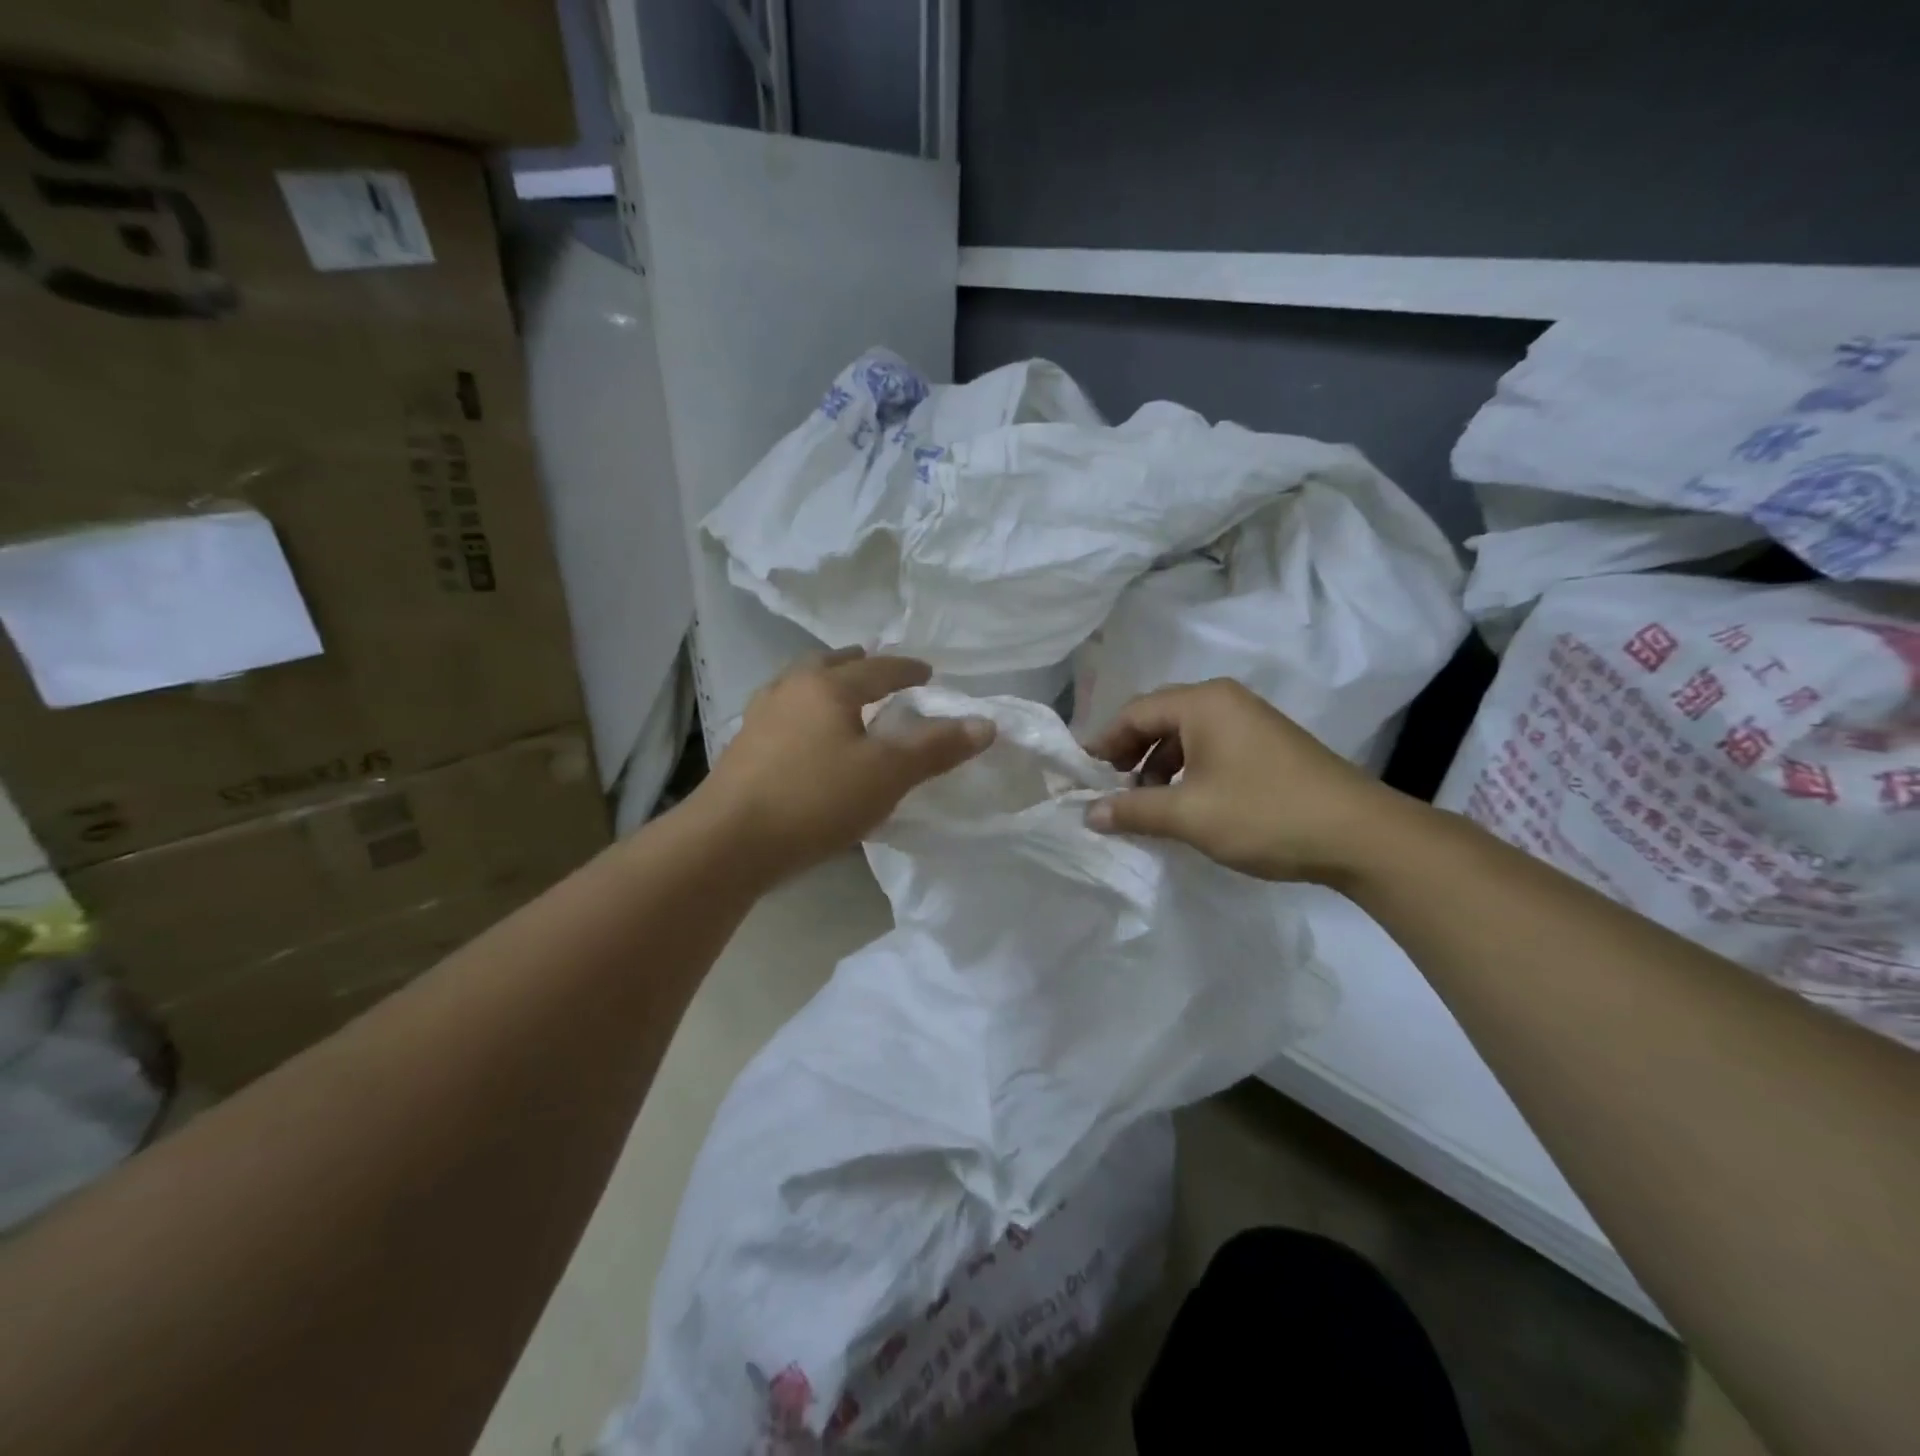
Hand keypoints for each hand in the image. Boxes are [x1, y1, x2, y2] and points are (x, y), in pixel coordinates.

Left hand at [698, 648, 993, 880]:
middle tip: (878, 671)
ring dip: (825, 686)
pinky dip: (804, 713)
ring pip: (799, 686)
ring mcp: (759, 718)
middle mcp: (790, 690)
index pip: (877, 668)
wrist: (728, 842)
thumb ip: (936, 748)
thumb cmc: (815, 799)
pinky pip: (782, 714)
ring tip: (842, 700)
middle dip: (858, 664)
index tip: (928, 673)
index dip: (907, 670)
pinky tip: (806, 738)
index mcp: (827, 686)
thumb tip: (985, 724)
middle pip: (828, 665)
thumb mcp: (887, 774)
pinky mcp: (742, 749)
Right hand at [1081, 679, 1417, 883]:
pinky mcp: (1268, 745)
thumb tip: (1088, 814)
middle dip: (1130, 753)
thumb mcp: (1189, 815)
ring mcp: (1250, 721)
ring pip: (1186, 735)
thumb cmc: (1265, 814)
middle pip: (1159, 718)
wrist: (1360, 835)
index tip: (1083, 775)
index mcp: (1203, 703)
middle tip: (1111, 788)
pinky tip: (1185, 803)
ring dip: (1159, 765)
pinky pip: (1211, 747)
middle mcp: (1225, 700)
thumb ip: (1133, 810)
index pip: (1135, 712)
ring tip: (1147, 802)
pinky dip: (1187, 771)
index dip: (1103, 743)